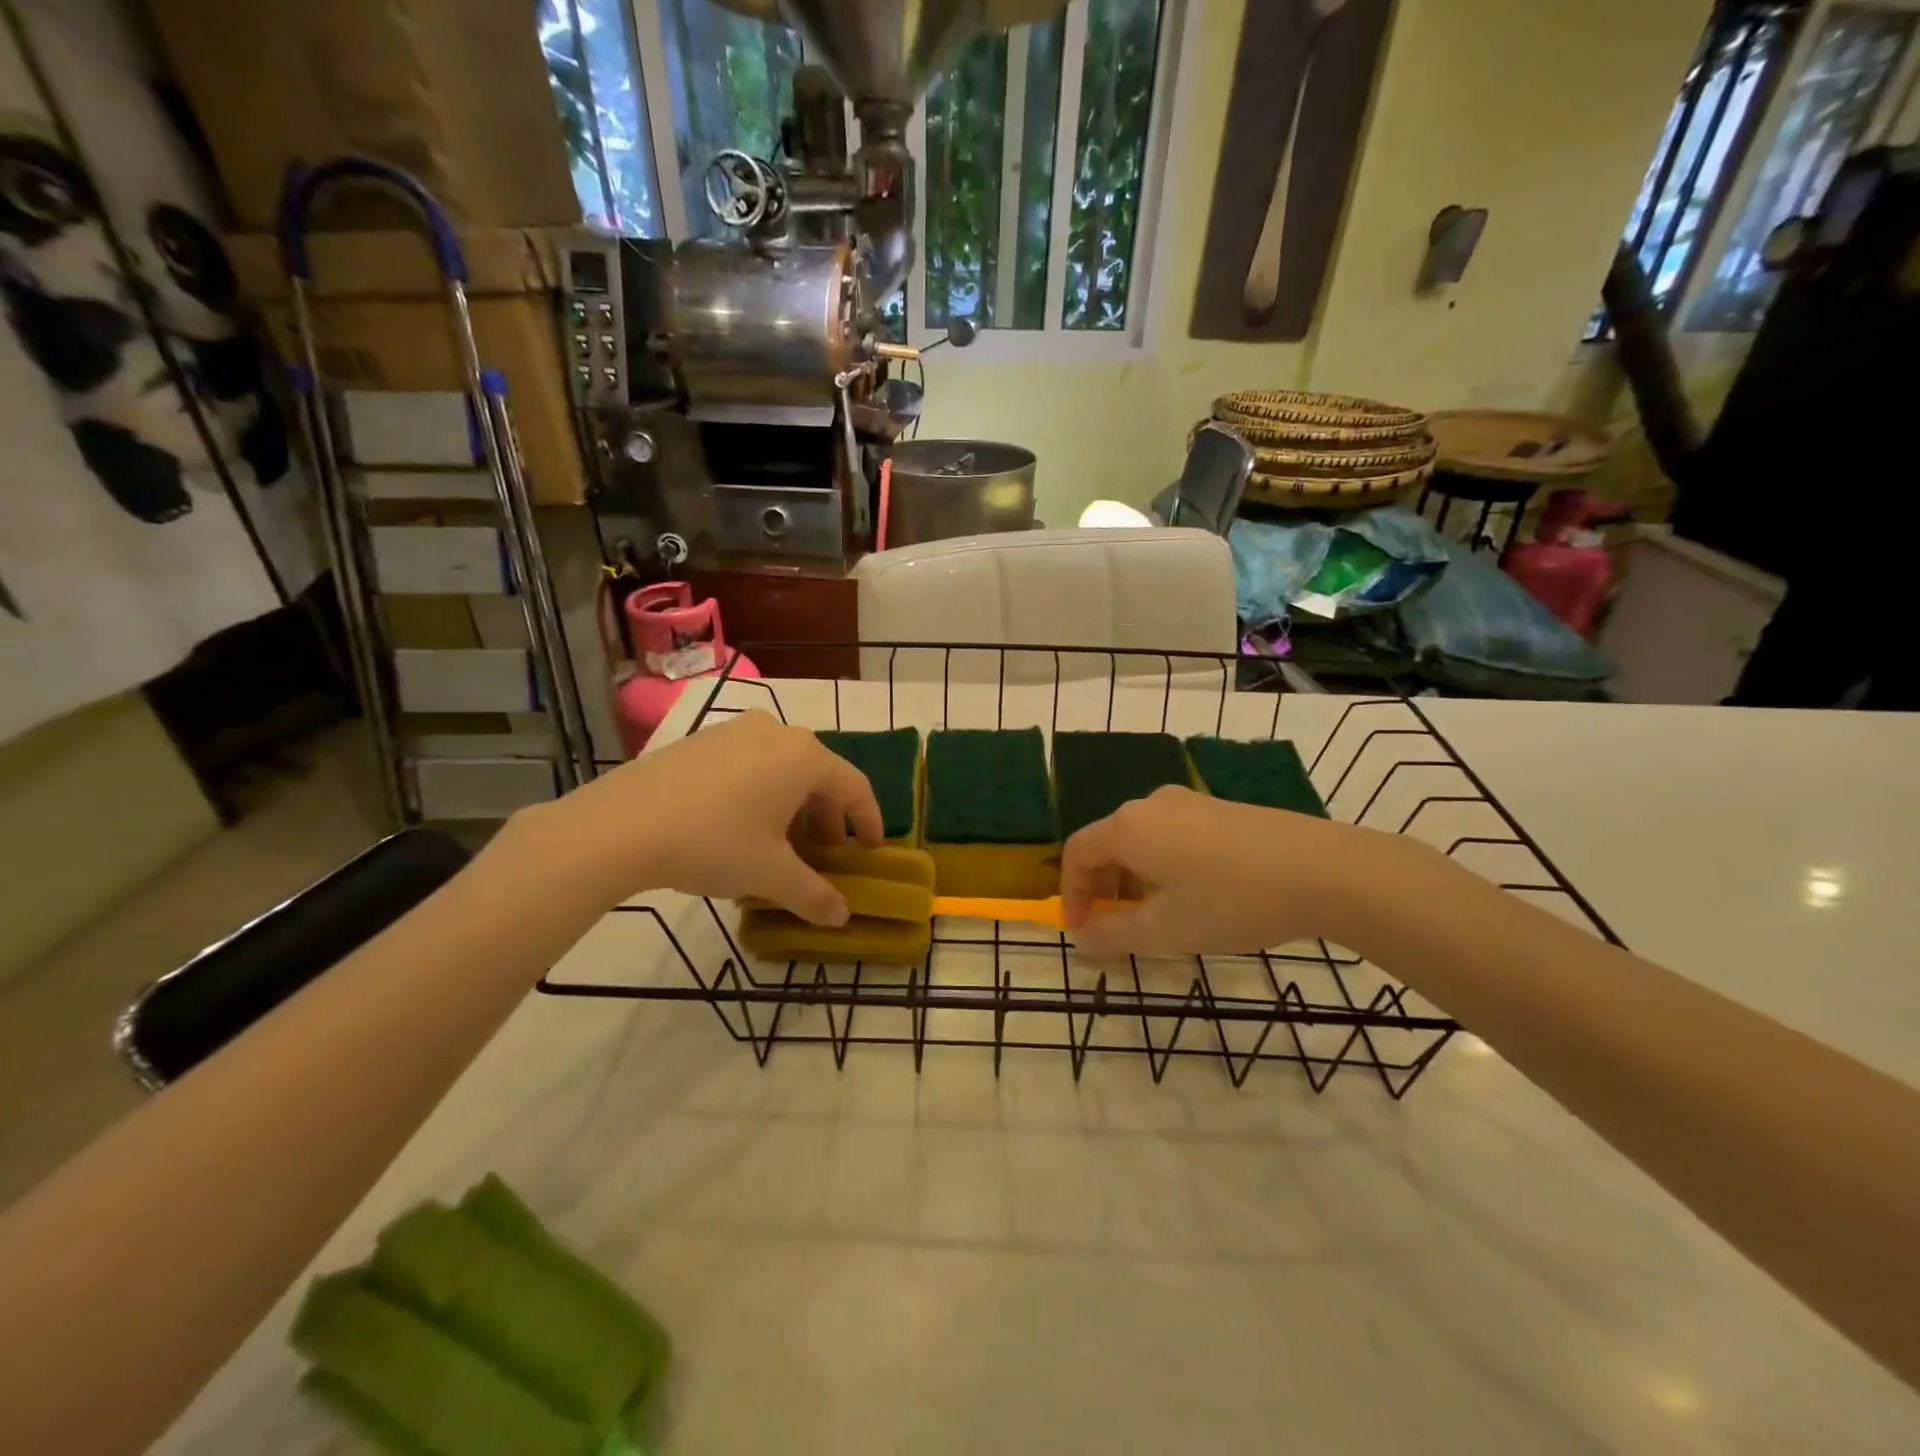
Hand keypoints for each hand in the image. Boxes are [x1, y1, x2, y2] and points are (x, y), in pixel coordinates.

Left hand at [518, 711, 883, 922]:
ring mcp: (734, 732)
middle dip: (828, 818)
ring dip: (794, 806)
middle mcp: (776, 733)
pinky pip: (750, 764)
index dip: (870, 820)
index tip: (872, 849)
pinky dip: (762, 793)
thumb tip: (842, 918)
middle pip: (819, 775)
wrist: (619, 825)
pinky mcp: (701, 741)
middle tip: (825, 854)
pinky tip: (742, 826)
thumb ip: (814, 895)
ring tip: (783, 844)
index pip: (855, 786)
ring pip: (783, 769)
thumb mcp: (770, 875)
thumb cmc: (713, 843)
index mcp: (804, 757)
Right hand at [1060, 786, 1391, 955]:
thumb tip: (1081, 940)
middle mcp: (1151, 805)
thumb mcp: (1166, 930)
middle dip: (1102, 888)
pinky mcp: (1220, 808)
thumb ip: (1114, 936)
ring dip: (1133, 879)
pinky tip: (1193, 895)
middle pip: (1108, 843)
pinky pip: (1171, 834)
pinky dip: (1162, 865)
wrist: (1324, 870)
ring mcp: (1189, 802)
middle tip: (1115, 927)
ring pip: (1141, 840)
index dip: (1071, 892)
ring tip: (1155, 916)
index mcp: (1129, 827)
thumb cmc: (1231, 901)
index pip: (1078, 852)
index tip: (1082, 930)